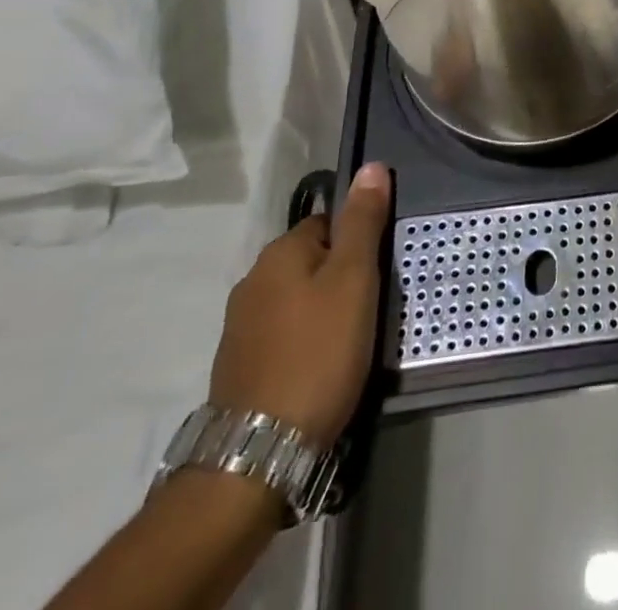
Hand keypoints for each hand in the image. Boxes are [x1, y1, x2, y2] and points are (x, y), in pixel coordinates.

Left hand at [209, 162, 391, 449]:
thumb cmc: (319, 352)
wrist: (259, 452)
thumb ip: (363, 222)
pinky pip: (284, 332)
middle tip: (372, 306)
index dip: (359, 242)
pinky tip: (322, 363)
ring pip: (298, 297)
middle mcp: (252, 280)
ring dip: (323, 308)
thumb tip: (371, 166)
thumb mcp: (355, 280)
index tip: (379, 272)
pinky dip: (305, 338)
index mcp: (279, 252)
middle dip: (341, 276)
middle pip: (312, 259)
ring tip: (351, 338)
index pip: (329, 221)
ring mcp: (240, 326)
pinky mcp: (239, 365)